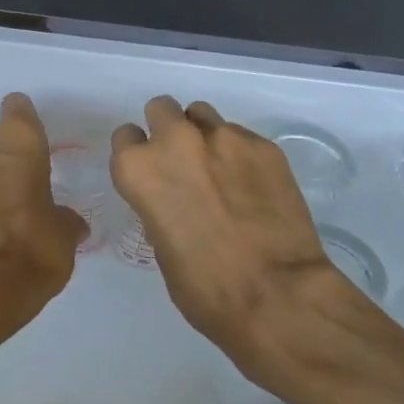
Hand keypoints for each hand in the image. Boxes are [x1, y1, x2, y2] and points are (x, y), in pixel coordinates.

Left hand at [0, 93, 88, 333]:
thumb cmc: (33, 247)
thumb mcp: (64, 235)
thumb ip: (64, 220)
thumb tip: (68, 224)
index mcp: (17, 140)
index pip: (18, 108)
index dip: (27, 123)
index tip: (37, 144)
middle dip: (1, 154)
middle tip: (23, 182)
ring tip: (5, 211)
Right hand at [112, 96, 373, 390]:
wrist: (277, 295)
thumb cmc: (205, 288)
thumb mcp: (161, 247)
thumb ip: (159, 206)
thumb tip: (174, 198)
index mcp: (139, 169)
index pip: (125, 137)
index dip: (138, 155)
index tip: (151, 174)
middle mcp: (177, 141)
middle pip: (161, 109)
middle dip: (167, 130)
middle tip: (183, 164)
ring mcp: (224, 138)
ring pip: (202, 115)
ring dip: (203, 136)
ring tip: (220, 171)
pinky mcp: (264, 146)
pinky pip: (241, 136)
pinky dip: (240, 155)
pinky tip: (253, 187)